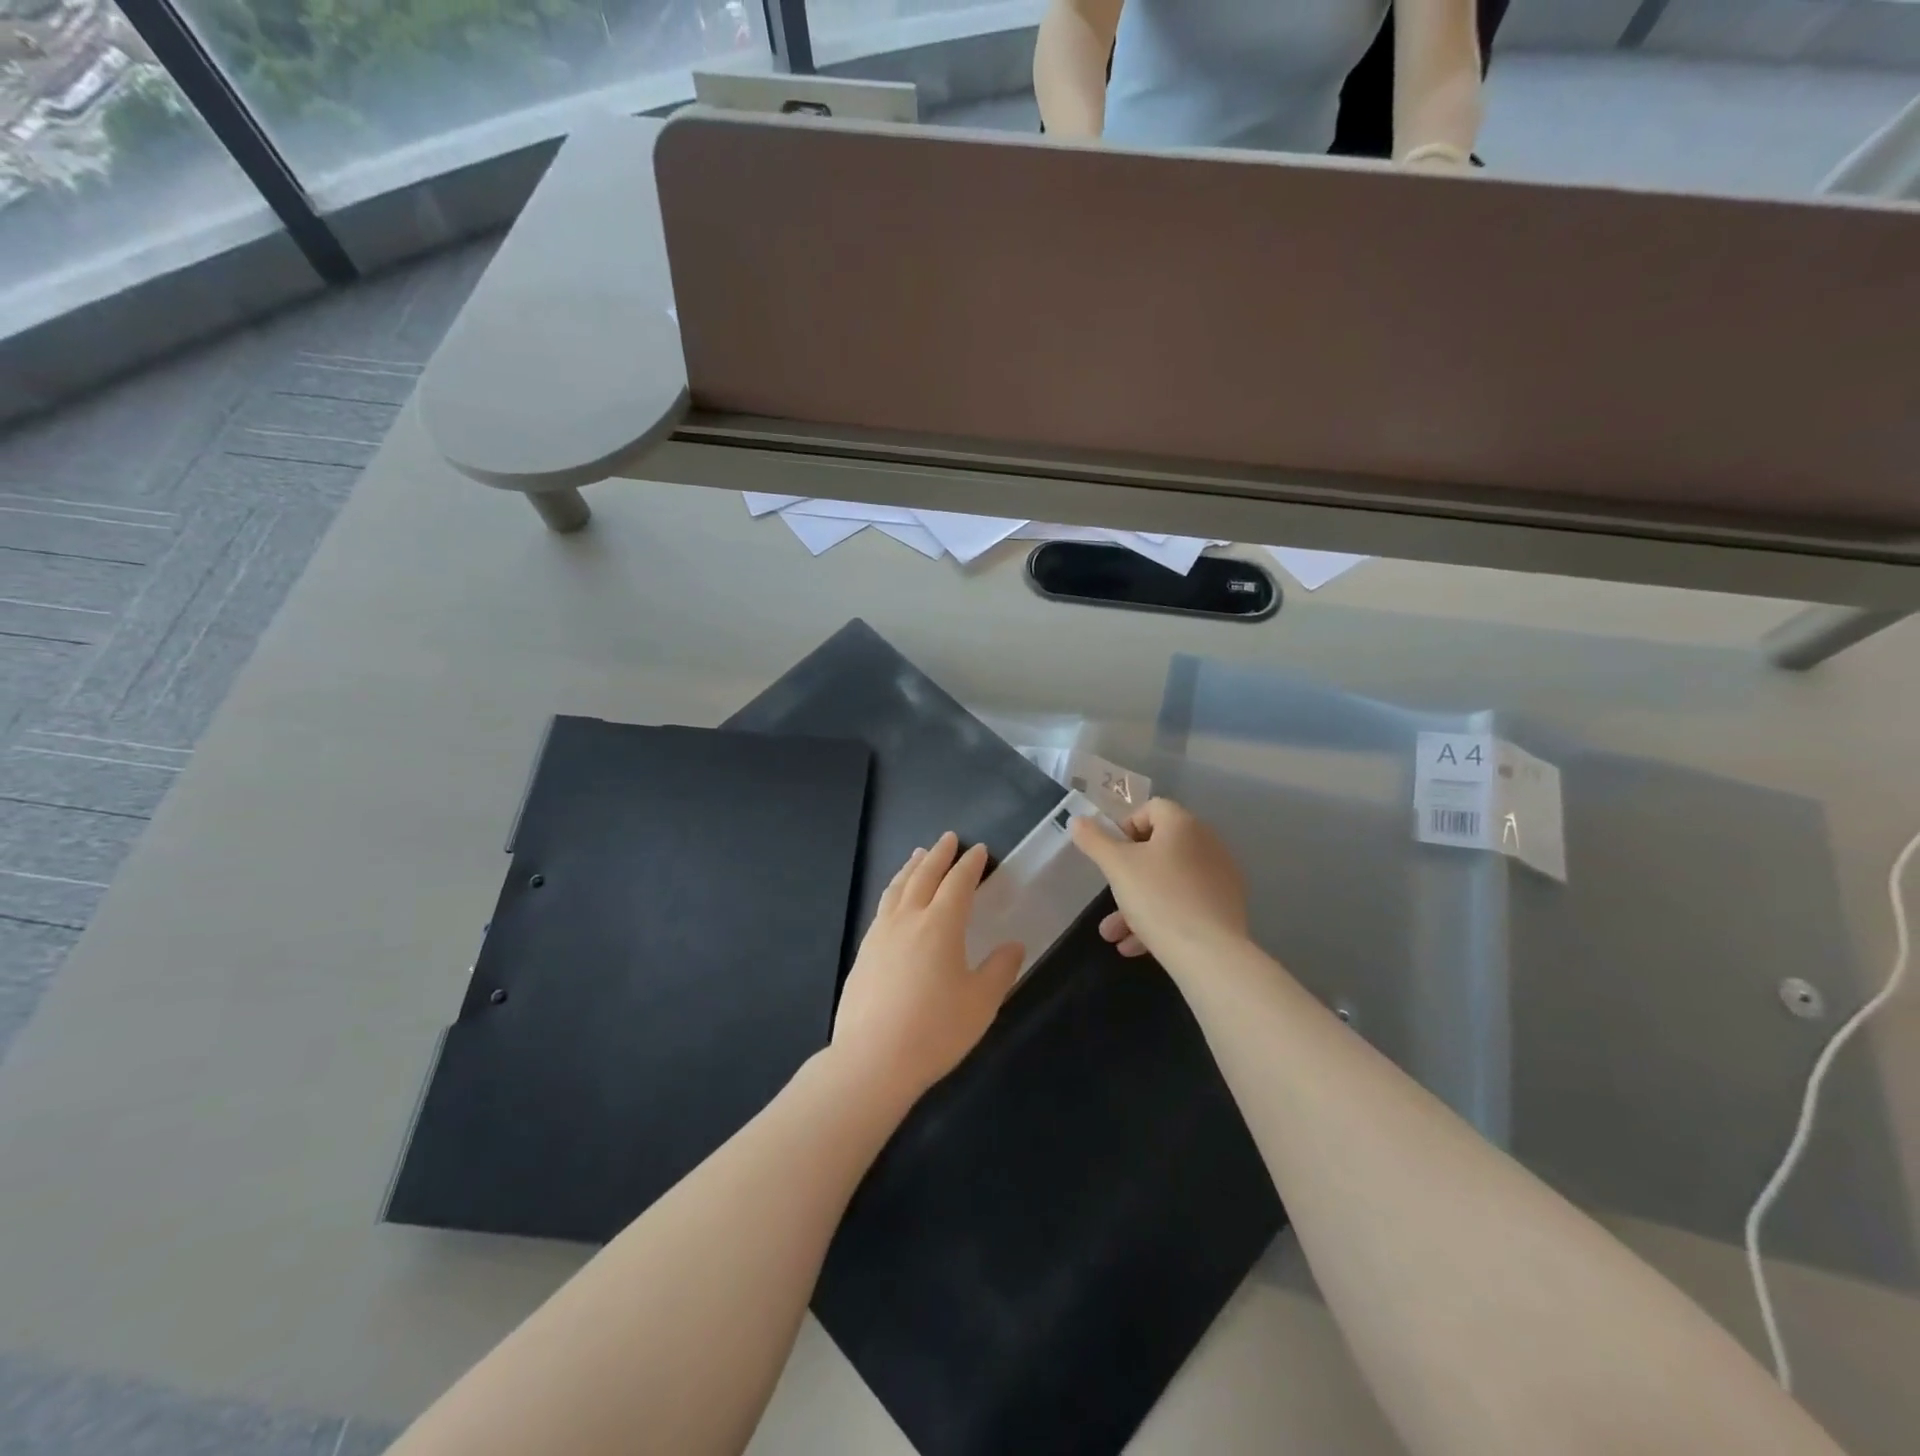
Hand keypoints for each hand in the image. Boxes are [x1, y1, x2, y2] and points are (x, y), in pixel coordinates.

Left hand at [829, 832, 1024, 1105]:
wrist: (872, 1059)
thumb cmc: (935, 1030)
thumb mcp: (981, 1003)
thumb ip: (999, 970)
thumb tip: (1014, 945)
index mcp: (941, 925)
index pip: (958, 883)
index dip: (970, 865)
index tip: (979, 850)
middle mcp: (908, 920)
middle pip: (924, 876)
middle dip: (939, 855)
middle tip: (948, 838)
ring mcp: (880, 934)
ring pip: (897, 888)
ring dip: (911, 868)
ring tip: (918, 855)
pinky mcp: (863, 952)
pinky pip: (882, 907)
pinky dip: (894, 891)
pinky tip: (894, 901)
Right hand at [1069, 798, 1248, 962]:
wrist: (1210, 955)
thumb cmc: (1158, 898)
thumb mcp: (1116, 866)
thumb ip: (1094, 840)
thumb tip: (1077, 820)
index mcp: (1183, 825)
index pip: (1151, 808)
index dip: (1125, 826)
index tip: (1110, 854)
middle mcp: (1207, 844)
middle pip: (1159, 848)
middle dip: (1127, 873)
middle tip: (1110, 892)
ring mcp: (1219, 877)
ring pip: (1169, 882)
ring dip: (1137, 903)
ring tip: (1112, 934)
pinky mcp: (1225, 908)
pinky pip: (1185, 904)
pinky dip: (1160, 918)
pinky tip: (1135, 946)